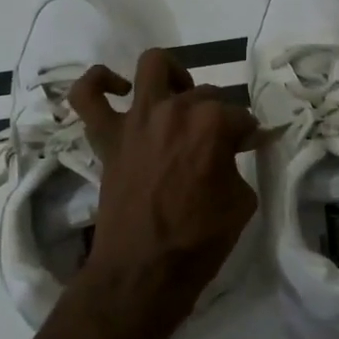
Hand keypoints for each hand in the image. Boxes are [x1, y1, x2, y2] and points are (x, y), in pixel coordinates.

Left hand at [67, 49, 259, 338]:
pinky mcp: (107, 136)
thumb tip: (239, 147)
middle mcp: (174, 110)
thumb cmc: (199, 240)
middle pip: (205, 94)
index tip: (250, 149)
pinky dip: (99, 83)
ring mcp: (137, 120)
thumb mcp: (241, 201)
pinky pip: (87, 96)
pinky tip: (118, 89)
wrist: (143, 271)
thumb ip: (240, 164)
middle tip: (221, 143)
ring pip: (153, 67)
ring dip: (172, 75)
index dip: (249, 135)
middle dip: (220, 115)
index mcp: (211, 124)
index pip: (240, 117)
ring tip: (179, 97)